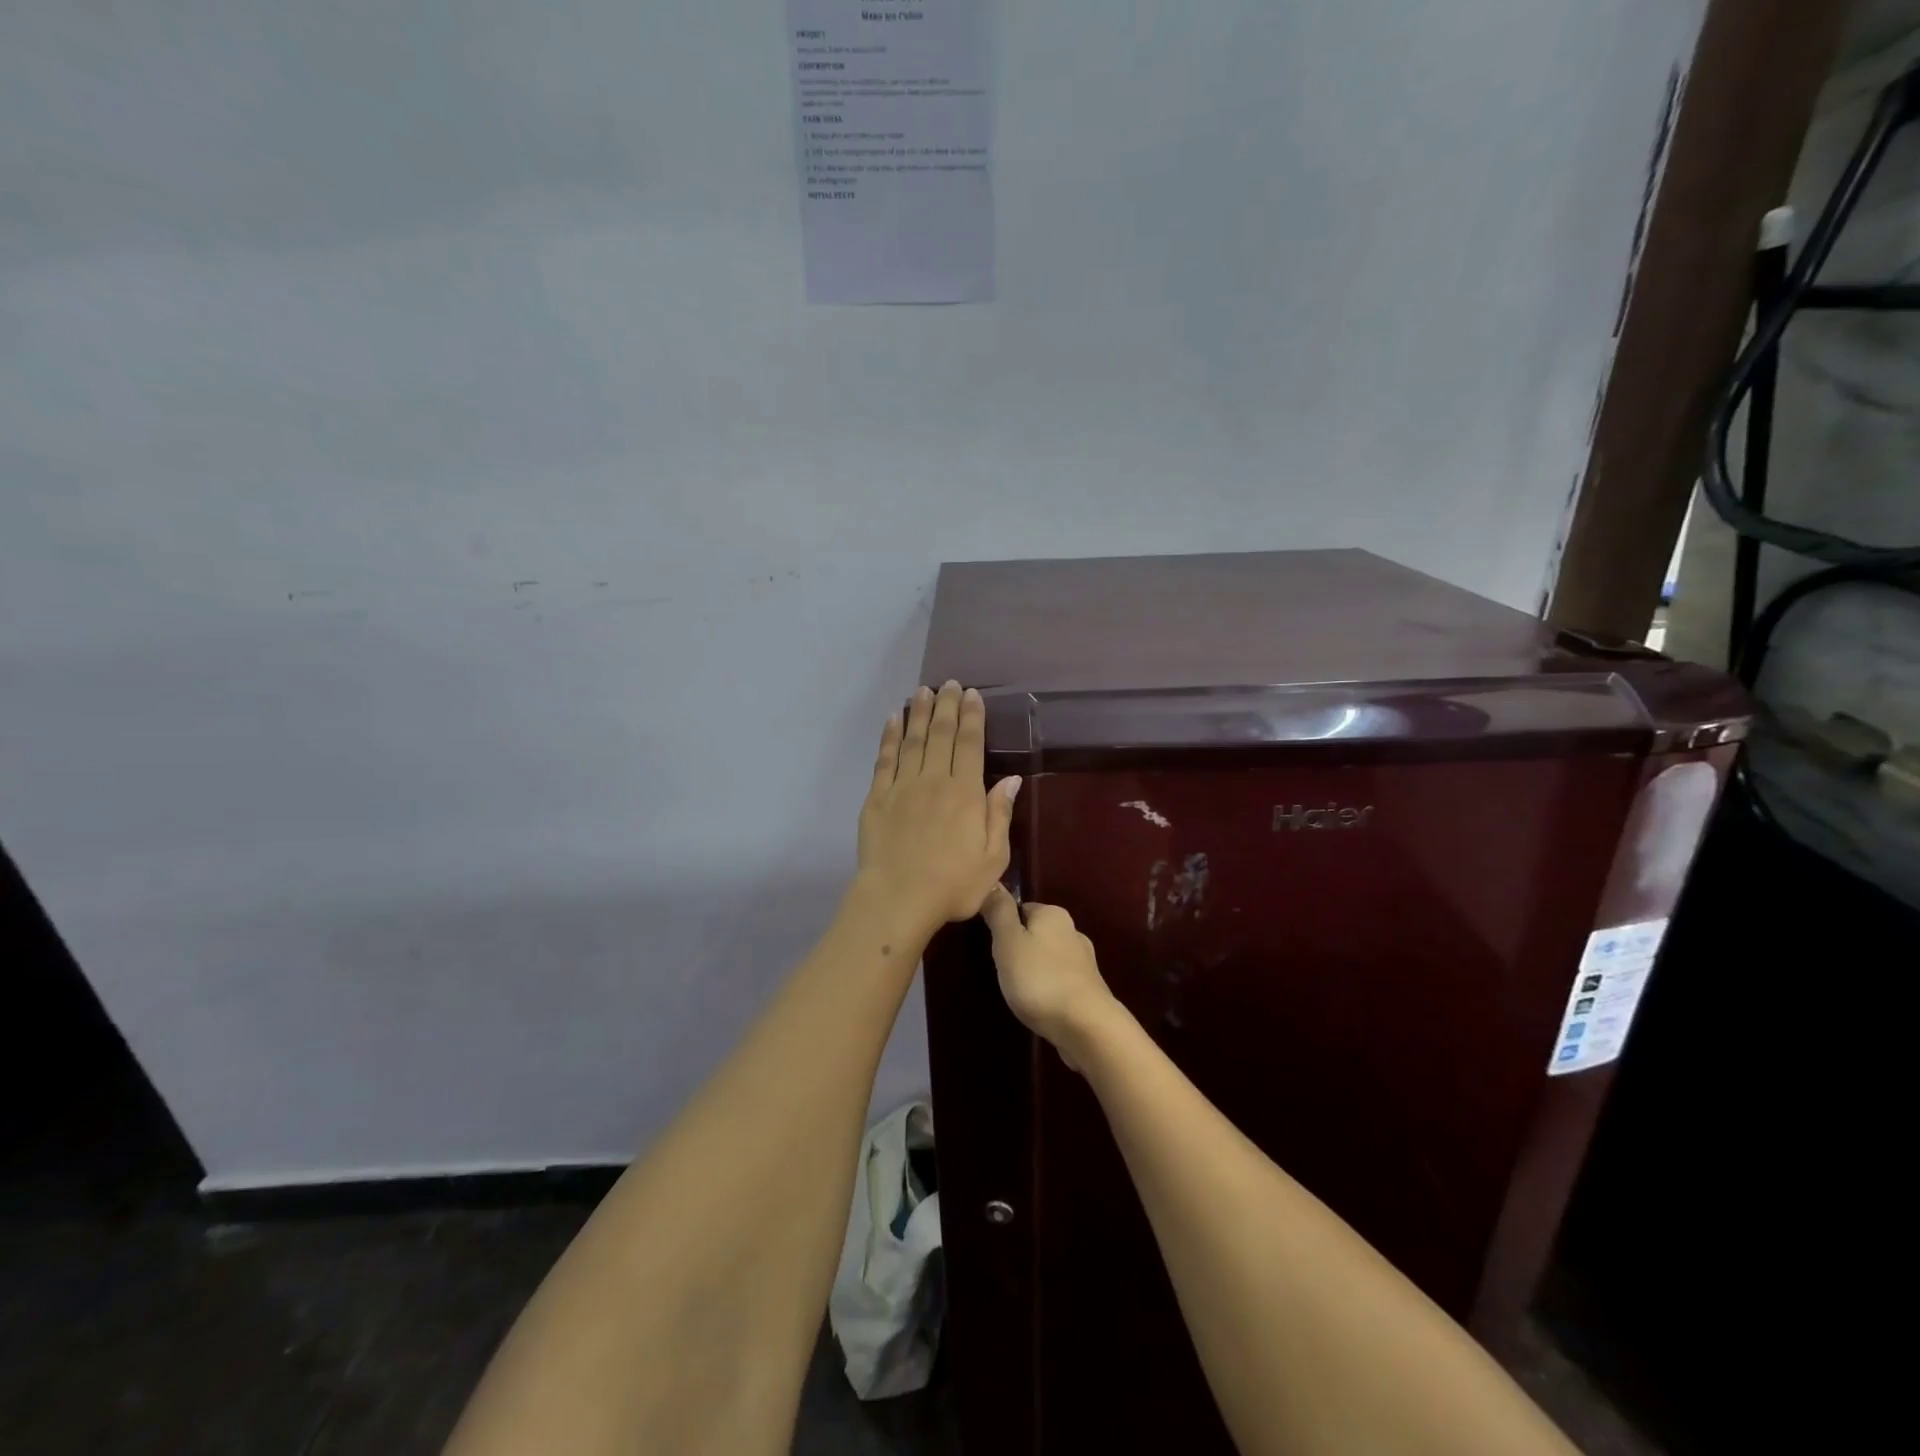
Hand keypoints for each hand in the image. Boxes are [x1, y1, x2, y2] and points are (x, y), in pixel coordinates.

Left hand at [856, 681, 1019, 934]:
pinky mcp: (877, 797)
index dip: (972, 716)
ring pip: (913, 740)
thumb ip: (1000, 815)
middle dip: (946, 705)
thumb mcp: (993, 858)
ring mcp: (903, 786)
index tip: (972, 694)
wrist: (898, 900)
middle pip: (941, 734)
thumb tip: (1012, 779)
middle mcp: (935, 780)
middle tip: (949, 683)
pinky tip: (892, 719)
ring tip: (922, 691)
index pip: (970, 744)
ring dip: (918, 712)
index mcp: (966, 793)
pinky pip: (885, 758)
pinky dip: (890, 736)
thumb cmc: (953, 885)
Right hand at [980, 886, 1116, 1071]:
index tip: (992, 947)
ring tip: (1018, 989)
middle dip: (1020, 948)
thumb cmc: (1039, 979)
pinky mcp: (1089, 988)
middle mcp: (1072, 931)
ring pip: (1049, 957)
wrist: (1086, 1027)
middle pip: (1036, 933)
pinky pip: (1060, 980)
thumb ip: (999, 912)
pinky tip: (1039, 1003)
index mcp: (1053, 914)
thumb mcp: (1008, 942)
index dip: (1003, 925)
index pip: (1021, 908)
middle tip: (1001, 970)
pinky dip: (1048, 987)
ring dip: (1035, 969)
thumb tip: (993, 883)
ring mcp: (1084, 961)